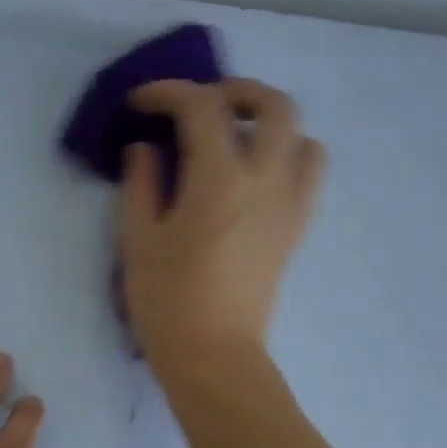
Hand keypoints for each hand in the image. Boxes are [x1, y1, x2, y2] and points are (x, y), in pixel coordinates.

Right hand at [120, 78, 325, 382]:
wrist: (214, 356)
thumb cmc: (168, 303)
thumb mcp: (138, 242)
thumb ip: (141, 185)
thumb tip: (146, 150)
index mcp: (219, 179)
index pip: (201, 107)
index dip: (167, 93)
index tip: (140, 104)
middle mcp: (266, 180)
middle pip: (273, 104)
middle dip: (235, 91)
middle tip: (201, 106)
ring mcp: (289, 205)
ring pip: (302, 135)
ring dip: (270, 123)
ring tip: (236, 138)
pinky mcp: (295, 229)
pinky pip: (308, 173)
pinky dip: (288, 156)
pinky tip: (255, 176)